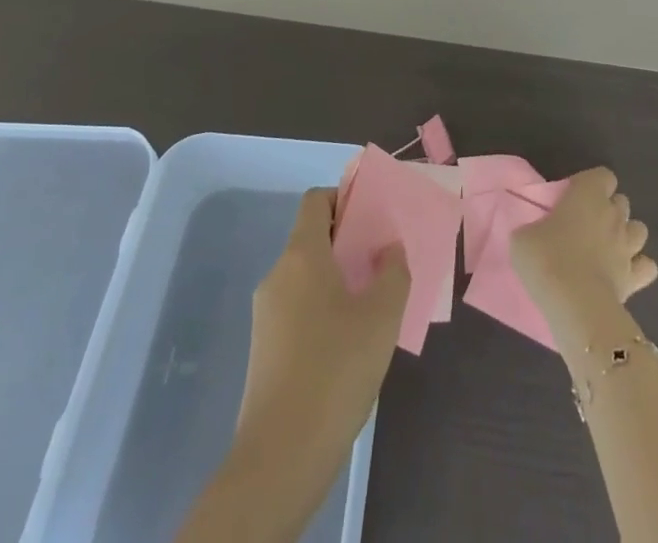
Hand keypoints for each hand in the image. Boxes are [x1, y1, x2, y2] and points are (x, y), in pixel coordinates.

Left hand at [236, 188, 409, 468]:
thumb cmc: (335, 370)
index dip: (344, 199)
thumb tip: (389, 249)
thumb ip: (393, 271)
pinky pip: (298, 308)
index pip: (316, 201)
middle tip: (382, 263)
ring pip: (306, 276)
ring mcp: (266, 313)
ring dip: (337, 280)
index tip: (373, 219)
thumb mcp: (382, 316)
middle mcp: (278, 275)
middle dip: (347, 244)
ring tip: (372, 306)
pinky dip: (323, 309)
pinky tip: (349, 344)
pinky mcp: (264, 348)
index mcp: (301, 255)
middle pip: (312, 238)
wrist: (280, 457)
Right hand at [512, 168, 657, 341]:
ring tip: (608, 248)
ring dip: (626, 235)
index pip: (603, 175)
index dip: (592, 184)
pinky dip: (639, 267)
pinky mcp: (636, 277)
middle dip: (609, 209)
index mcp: (588, 194)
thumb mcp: (523, 237)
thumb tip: (534, 233)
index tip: (574, 199)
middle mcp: (613, 214)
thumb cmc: (547, 259)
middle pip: (622, 201)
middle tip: (587, 225)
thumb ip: (533, 228)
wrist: (575, 305)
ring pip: (639, 229)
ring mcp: (628, 246)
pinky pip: (647, 266)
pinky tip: (624, 273)